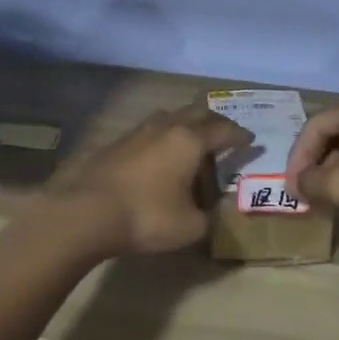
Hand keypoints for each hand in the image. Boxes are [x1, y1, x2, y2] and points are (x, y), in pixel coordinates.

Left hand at [56, 104, 251, 255]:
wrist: (87, 213)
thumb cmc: (147, 217)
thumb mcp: (191, 227)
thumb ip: (210, 217)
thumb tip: (214, 211)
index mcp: (189, 141)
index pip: (223, 130)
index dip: (239, 135)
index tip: (250, 139)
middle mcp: (166, 127)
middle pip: (196, 112)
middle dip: (214, 121)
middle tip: (224, 134)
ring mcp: (137, 132)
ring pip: (169, 116)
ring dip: (185, 123)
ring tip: (191, 139)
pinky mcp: (116, 143)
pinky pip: (148, 131)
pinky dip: (162, 137)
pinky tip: (159, 154)